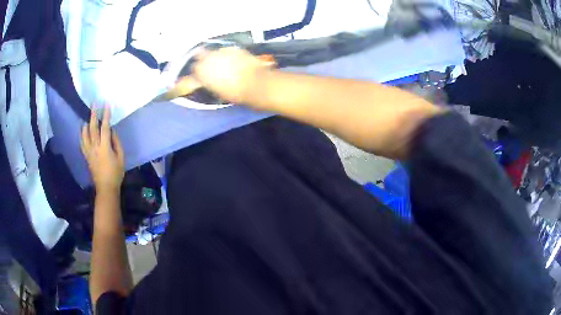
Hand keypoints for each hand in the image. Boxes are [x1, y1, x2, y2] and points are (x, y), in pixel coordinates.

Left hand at [80, 107, 124, 191]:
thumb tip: (112, 131)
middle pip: (92, 128)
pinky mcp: (86, 156)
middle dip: (93, 115)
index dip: (105, 115)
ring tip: (87, 116)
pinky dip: (81, 135)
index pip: (104, 127)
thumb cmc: (116, 173)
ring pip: (85, 134)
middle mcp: (95, 147)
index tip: (106, 105)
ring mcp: (89, 152)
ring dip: (86, 123)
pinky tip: (82, 129)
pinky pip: (82, 143)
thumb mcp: (121, 157)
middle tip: (94, 104)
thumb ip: (117, 142)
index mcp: (104, 147)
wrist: (106, 187)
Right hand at [176, 47, 273, 103]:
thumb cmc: (234, 92)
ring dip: (215, 56)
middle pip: (200, 55)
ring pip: (213, 52)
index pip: (193, 69)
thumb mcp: (216, 91)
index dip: (197, 73)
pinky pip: (226, 50)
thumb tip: (206, 80)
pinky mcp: (233, 48)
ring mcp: (221, 51)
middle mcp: (208, 58)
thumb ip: (207, 82)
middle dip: (203, 60)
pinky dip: (227, 55)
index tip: (201, 76)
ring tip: (223, 64)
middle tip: (210, 68)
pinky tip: (233, 61)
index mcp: (201, 71)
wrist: (255, 83)